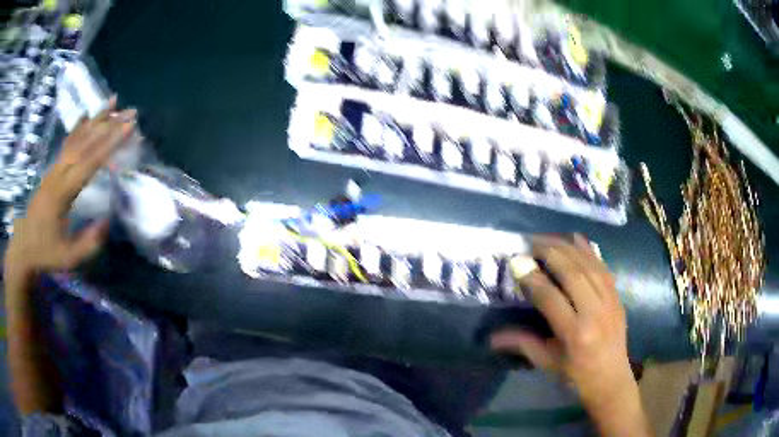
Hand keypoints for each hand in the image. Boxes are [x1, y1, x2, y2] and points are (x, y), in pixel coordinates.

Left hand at [4, 98, 135, 276]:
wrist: (23, 247)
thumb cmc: (45, 253)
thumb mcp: (68, 258)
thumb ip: (88, 243)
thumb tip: (107, 221)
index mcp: (63, 193)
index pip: (90, 162)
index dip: (110, 143)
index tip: (129, 127)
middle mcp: (58, 173)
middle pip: (85, 143)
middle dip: (109, 125)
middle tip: (131, 112)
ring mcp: (54, 169)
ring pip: (76, 138)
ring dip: (96, 119)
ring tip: (113, 101)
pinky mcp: (52, 170)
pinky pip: (67, 143)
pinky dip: (78, 127)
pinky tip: (86, 115)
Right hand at [491, 235, 640, 419]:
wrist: (611, 379)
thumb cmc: (575, 375)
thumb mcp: (546, 362)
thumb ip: (521, 343)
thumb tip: (491, 337)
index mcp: (574, 334)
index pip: (550, 297)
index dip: (532, 277)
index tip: (516, 262)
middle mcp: (594, 313)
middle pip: (572, 273)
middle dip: (550, 252)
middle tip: (531, 242)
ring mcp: (610, 302)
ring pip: (589, 265)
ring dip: (567, 247)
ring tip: (548, 238)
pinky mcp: (617, 296)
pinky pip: (603, 266)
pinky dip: (588, 250)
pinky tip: (575, 239)